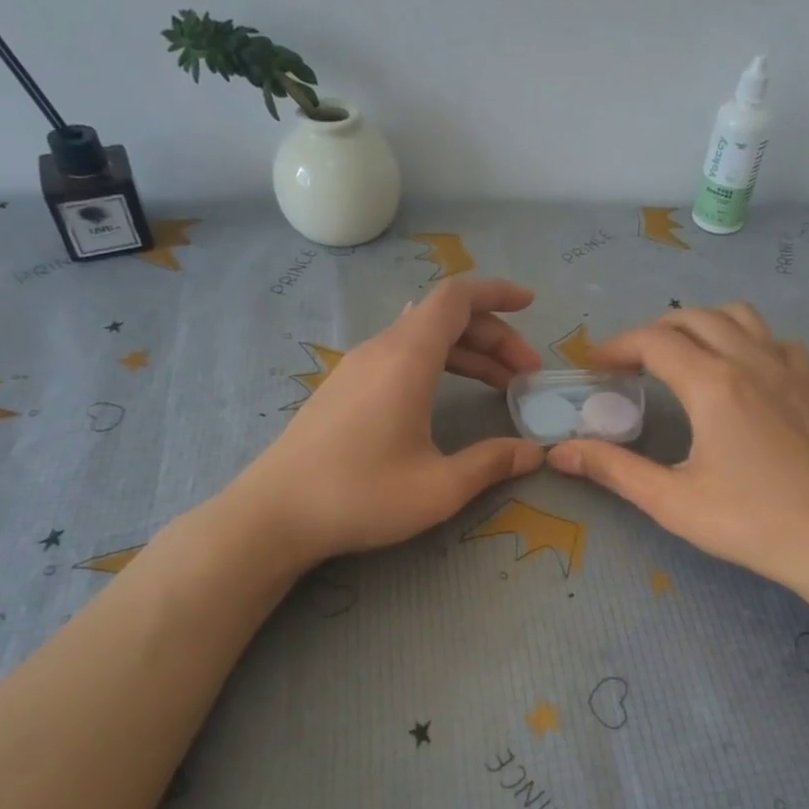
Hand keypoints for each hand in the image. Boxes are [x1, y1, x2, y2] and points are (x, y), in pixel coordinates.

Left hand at [228, 277, 545, 563]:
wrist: (274, 514)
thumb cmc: (360, 495)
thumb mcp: (439, 487)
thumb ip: (492, 462)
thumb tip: (534, 452)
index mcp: (406, 358)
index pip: (457, 299)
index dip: (497, 293)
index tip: (531, 304)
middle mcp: (380, 350)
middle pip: (445, 318)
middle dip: (493, 336)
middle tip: (526, 373)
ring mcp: (357, 367)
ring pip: (422, 338)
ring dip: (467, 353)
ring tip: (500, 386)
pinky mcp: (344, 387)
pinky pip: (401, 355)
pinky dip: (438, 363)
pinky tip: (448, 389)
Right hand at [548, 304, 808, 595]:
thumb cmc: (751, 522)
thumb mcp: (672, 502)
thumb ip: (613, 469)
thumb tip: (560, 452)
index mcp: (713, 383)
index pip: (654, 341)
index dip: (617, 346)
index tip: (595, 366)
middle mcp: (749, 360)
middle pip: (692, 318)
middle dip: (652, 332)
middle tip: (628, 364)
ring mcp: (785, 369)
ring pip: (737, 316)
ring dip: (700, 324)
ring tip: (679, 355)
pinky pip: (773, 339)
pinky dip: (746, 338)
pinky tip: (739, 368)